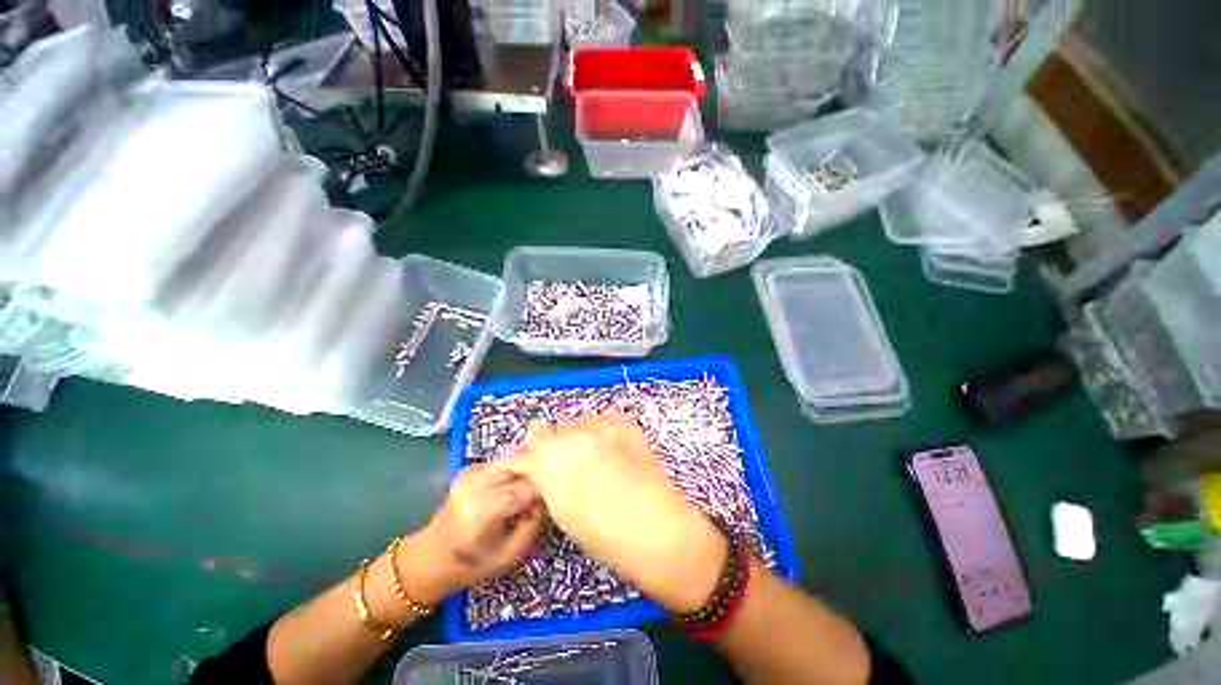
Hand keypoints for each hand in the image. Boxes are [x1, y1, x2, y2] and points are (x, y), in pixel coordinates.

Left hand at [398, 464, 543, 606]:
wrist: (430, 558)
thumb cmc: (471, 564)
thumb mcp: (510, 555)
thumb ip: (534, 524)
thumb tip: (549, 499)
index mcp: (486, 507)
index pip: (528, 486)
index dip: (548, 487)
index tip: (562, 492)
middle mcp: (479, 482)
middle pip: (522, 464)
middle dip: (541, 470)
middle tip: (557, 481)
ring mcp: (473, 472)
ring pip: (513, 458)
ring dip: (530, 466)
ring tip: (543, 479)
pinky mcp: (472, 468)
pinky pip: (503, 461)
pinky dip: (517, 467)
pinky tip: (521, 480)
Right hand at [495, 413, 727, 613]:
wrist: (655, 528)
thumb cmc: (604, 533)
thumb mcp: (561, 510)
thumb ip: (546, 479)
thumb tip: (541, 468)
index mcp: (550, 457)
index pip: (531, 436)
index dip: (533, 451)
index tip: (536, 461)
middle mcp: (572, 434)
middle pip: (554, 427)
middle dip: (556, 444)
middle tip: (568, 465)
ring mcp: (601, 425)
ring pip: (579, 422)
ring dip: (580, 437)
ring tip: (595, 459)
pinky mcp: (624, 423)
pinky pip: (604, 419)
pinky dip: (603, 431)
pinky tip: (612, 450)